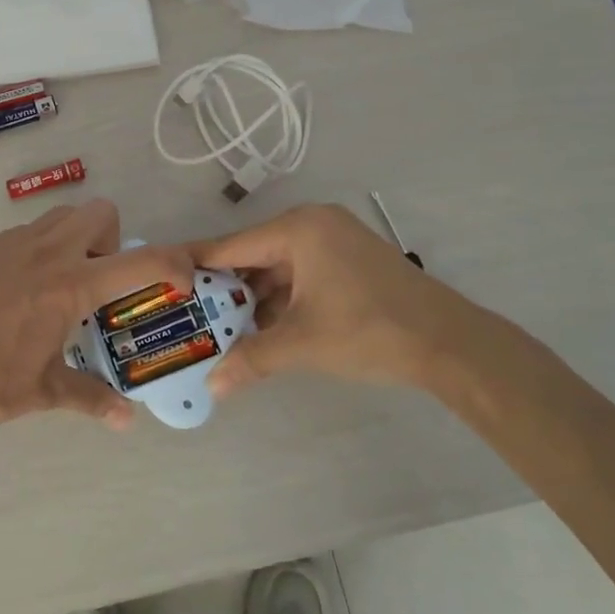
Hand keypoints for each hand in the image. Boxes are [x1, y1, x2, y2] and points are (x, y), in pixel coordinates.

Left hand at [0, 199, 193, 449]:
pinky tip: (10, 297)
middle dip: (111, 239)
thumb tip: (126, 419)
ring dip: (73, 241)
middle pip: (98, 212)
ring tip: (56, 287)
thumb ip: (90, 397)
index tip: (182, 280)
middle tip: (98, 283)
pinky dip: (32, 254)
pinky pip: (20, 236)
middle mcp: (44, 252)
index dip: (172, 264)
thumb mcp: (41, 391)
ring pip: (58, 218)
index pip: (138, 261)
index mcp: (69, 286)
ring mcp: (7, 244)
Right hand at [193, 203, 499, 396]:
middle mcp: (313, 225)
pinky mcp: (350, 262)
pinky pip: (300, 276)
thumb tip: (212, 388)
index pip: (230, 246)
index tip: (164, 283)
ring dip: (253, 299)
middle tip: (189, 315)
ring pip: (277, 269)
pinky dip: (281, 301)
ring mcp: (334, 242)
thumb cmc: (370, 330)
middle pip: (253, 256)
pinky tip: (261, 329)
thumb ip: (251, 359)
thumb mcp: (302, 344)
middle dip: (225, 289)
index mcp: (298, 229)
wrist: (450, 344)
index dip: (195, 266)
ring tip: (219, 329)